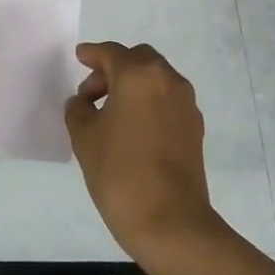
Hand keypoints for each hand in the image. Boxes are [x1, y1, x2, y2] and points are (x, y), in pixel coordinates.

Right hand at [64, 41, 218, 261]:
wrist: (169, 221)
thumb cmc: (119, 173)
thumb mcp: (84, 137)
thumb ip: (79, 109)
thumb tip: (84, 102)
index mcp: (139, 75)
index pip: (111, 53)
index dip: (92, 54)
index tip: (79, 57)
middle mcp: (167, 80)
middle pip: (138, 60)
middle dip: (114, 68)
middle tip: (93, 93)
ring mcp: (186, 103)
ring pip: (156, 79)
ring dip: (133, 85)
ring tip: (111, 113)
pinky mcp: (195, 127)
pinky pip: (167, 100)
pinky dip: (149, 102)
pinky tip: (133, 128)